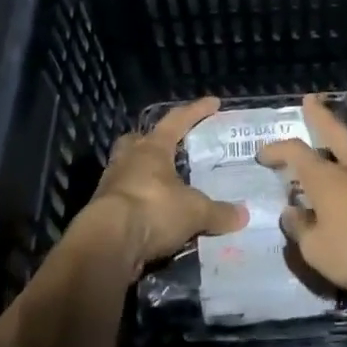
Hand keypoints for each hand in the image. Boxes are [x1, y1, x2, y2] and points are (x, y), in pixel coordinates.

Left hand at [75, 96, 247, 272]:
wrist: (108, 244)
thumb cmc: (153, 210)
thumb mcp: (194, 212)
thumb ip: (218, 212)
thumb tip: (243, 215)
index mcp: (151, 149)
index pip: (177, 121)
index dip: (197, 111)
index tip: (214, 102)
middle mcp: (128, 160)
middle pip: (139, 141)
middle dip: (153, 141)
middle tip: (170, 147)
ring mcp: (112, 185)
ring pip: (129, 169)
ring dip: (145, 175)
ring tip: (166, 186)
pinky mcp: (103, 211)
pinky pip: (126, 199)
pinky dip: (141, 204)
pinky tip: (154, 216)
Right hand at [257, 95, 346, 292]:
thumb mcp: (318, 250)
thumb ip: (301, 230)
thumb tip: (292, 212)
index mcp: (326, 178)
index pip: (295, 152)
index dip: (277, 149)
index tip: (262, 153)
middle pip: (334, 133)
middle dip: (320, 116)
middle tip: (311, 99)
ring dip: (340, 148)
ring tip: (329, 153)